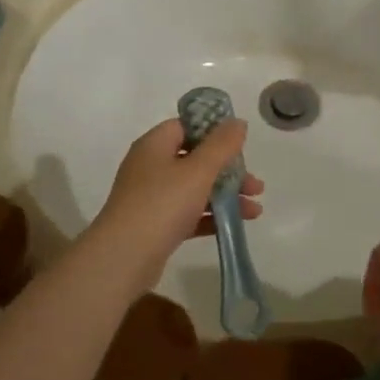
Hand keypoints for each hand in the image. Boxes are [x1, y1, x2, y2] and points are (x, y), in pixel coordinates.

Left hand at [88, 119, 264, 292]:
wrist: (124, 257)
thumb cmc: (162, 204)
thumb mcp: (198, 170)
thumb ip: (221, 145)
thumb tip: (237, 122)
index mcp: (154, 145)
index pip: (185, 127)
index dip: (213, 131)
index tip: (240, 144)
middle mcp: (151, 167)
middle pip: (195, 159)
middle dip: (228, 170)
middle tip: (255, 184)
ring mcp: (152, 197)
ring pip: (195, 188)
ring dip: (225, 195)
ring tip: (256, 209)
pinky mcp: (156, 225)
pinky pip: (189, 213)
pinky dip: (212, 216)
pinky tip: (238, 224)